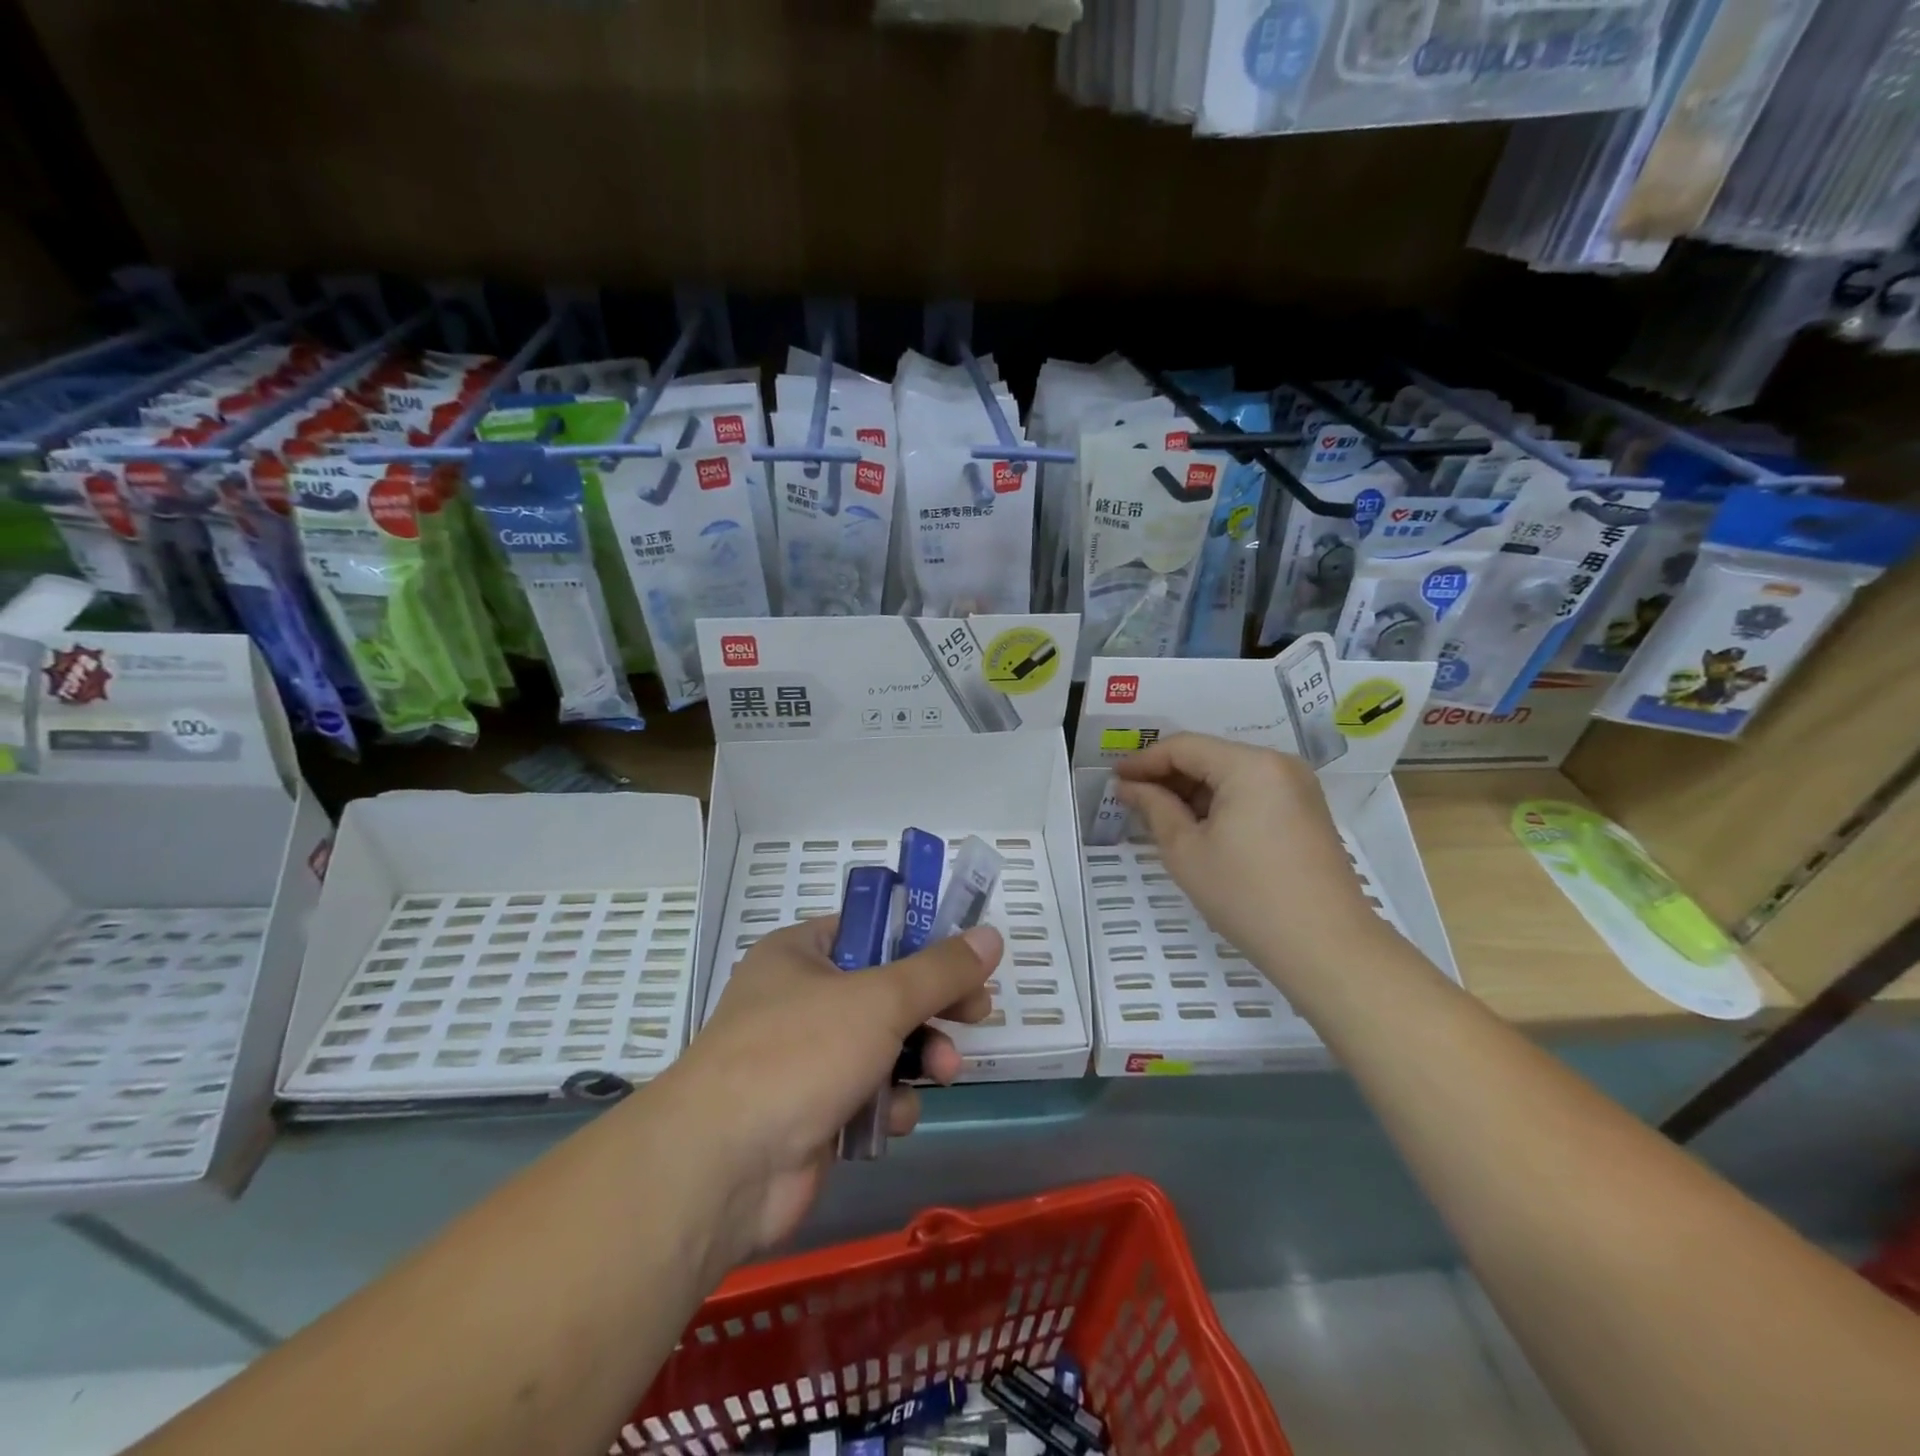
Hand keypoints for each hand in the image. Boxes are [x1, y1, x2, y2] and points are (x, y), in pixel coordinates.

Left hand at [660, 917, 999, 1261]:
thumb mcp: (880, 999)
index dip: (920, 942)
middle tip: (977, 1013)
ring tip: (944, 1071)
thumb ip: (940, 970)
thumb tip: (991, 936)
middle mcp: (799, 999)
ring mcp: (803, 1059)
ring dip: (919, 1057)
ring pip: (883, 1045)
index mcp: (800, 954)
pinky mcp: (812, 1112)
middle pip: (885, 990)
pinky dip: (888, 1103)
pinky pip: (867, 1094)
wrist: (724, 1168)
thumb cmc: (799, 1054)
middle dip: (933, 1007)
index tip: (965, 960)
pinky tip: (894, 1117)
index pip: (871, 930)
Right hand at [1113, 732, 1385, 987]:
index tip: (1113, 780)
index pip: (1184, 747)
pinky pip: (1252, 793)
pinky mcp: (1306, 812)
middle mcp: (1279, 764)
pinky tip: (1198, 829)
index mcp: (1250, 765)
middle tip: (1132, 801)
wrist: (1326, 948)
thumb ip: (1154, 808)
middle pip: (1210, 756)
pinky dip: (1220, 804)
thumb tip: (1129, 786)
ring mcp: (1298, 788)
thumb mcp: (1186, 851)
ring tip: (1160, 818)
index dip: (1143, 761)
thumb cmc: (1247, 896)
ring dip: (1193, 792)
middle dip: (1168, 776)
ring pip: (1231, 775)